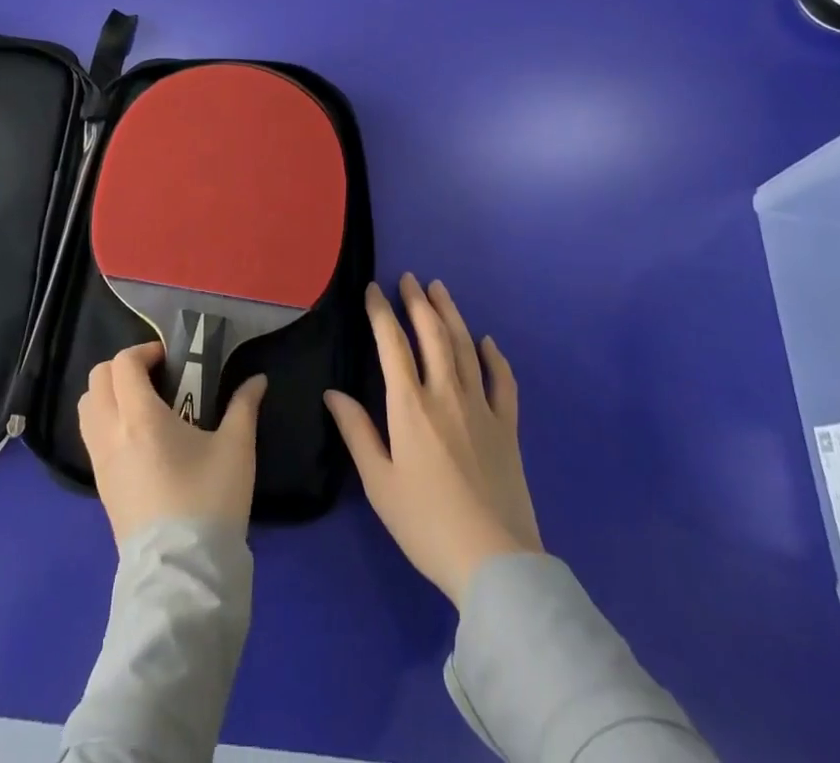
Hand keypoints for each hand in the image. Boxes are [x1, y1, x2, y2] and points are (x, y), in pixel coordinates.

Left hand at [78, 341, 269, 547]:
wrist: (182, 574)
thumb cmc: (209, 501)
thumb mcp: (236, 448)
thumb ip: (244, 406)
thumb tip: (257, 380)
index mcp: (140, 417)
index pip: (123, 364)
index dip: (145, 352)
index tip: (170, 361)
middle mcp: (111, 432)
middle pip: (97, 378)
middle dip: (124, 368)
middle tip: (156, 377)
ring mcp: (100, 461)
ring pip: (87, 407)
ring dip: (109, 393)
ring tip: (143, 405)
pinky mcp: (100, 486)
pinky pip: (90, 435)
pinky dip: (105, 420)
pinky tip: (138, 438)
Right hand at [325, 274, 541, 605]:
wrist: (493, 561)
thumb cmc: (425, 523)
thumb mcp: (379, 482)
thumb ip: (356, 432)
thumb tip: (332, 393)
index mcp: (409, 405)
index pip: (392, 344)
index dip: (381, 312)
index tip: (373, 289)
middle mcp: (446, 394)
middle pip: (432, 334)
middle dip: (418, 302)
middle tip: (409, 278)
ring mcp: (481, 407)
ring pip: (465, 347)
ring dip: (451, 314)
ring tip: (440, 290)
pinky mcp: (507, 426)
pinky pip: (502, 381)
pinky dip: (495, 357)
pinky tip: (488, 341)